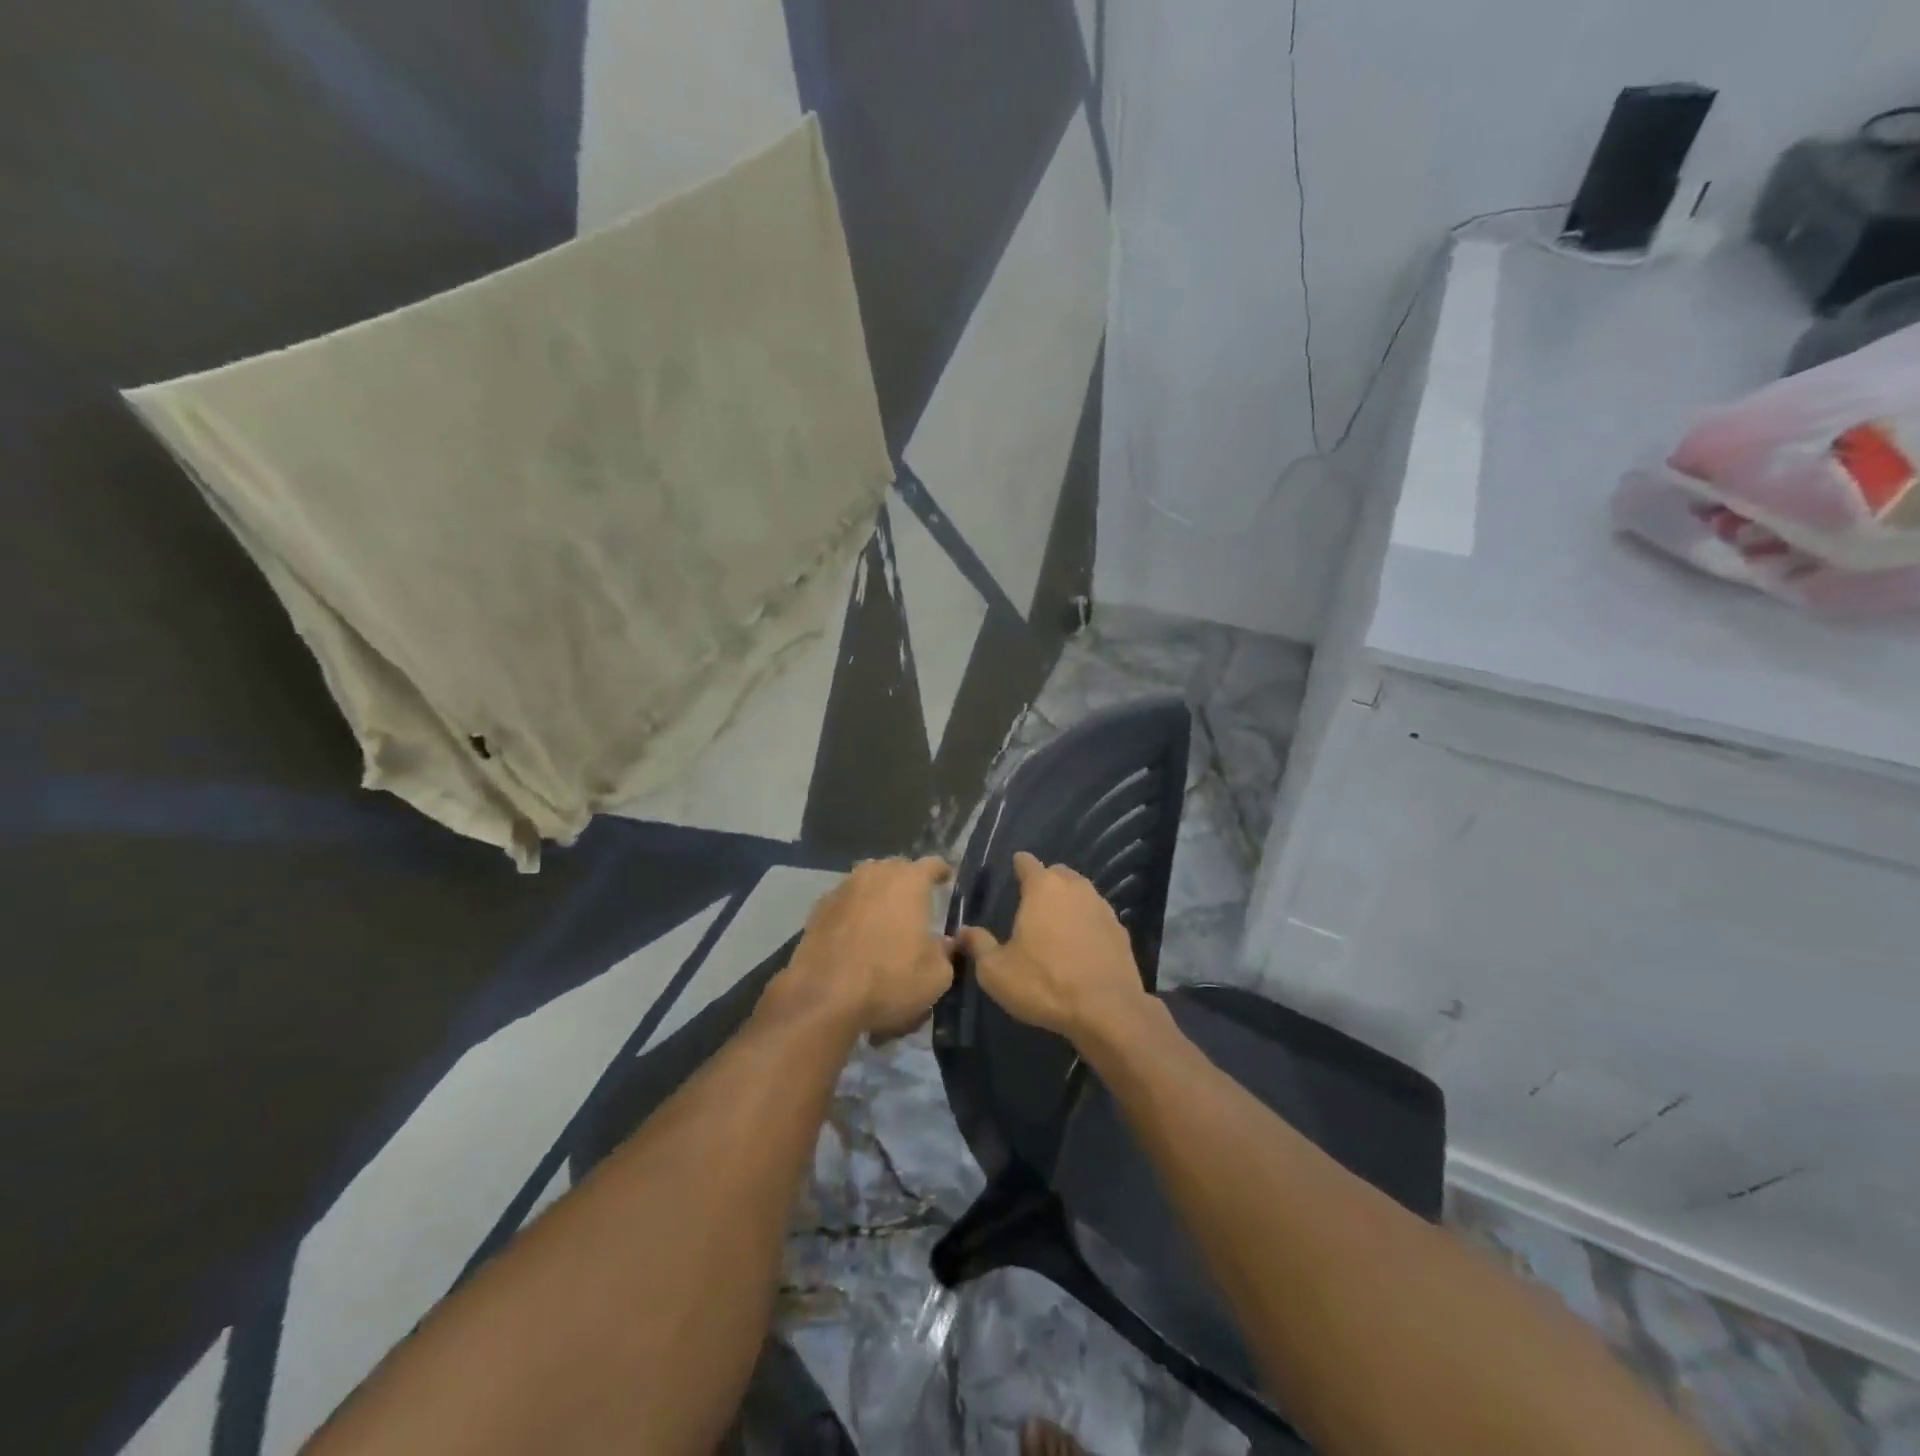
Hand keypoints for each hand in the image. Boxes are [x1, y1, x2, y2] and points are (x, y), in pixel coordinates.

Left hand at [772, 857, 953, 1039]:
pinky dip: (854, 912)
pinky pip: (845, 902)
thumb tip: (943, 944)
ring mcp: (842, 889)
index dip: (941, 872)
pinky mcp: (818, 909)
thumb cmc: (890, 980)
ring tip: (884, 918)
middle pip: (896, 868)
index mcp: (909, 881)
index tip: (946, 879)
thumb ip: (945, 952)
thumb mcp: (936, 975)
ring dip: (878, 894)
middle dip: (907, 882)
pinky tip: (855, 935)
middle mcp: (875, 874)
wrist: (824, 997)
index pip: (932, 864)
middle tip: (915, 903)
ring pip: (867, 882)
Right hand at [955, 852, 1147, 1043]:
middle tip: (1032, 902)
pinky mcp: (1121, 931)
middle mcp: (1075, 888)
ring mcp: (1102, 908)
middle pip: (1058, 873)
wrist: (1107, 1010)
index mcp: (1043, 888)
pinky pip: (1097, 917)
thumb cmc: (1044, 983)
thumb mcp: (996, 971)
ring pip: (1081, 893)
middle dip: (1045, 881)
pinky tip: (1081, 945)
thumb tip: (963, 932)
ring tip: (1056, 923)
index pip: (1027, 862)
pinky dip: (1087, 924)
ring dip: (1068, 902)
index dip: (1018, 864)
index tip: (1013, 869)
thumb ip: (979, 945)